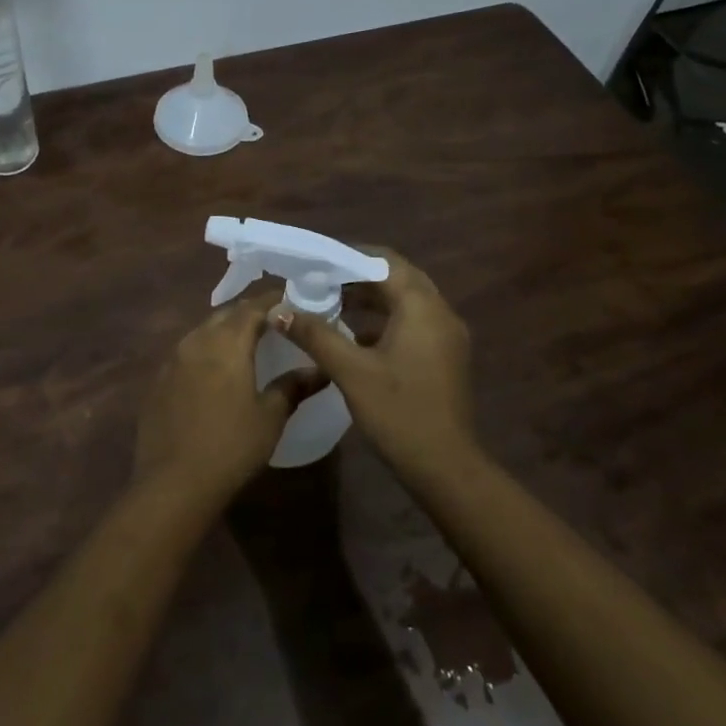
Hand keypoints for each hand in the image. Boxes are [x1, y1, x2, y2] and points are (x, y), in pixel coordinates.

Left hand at [134, 296, 322, 506]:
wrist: (173, 484)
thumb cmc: (231, 447)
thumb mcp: (270, 417)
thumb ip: (293, 386)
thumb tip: (320, 369)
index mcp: (226, 342)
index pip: (252, 307)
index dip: (273, 301)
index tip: (291, 302)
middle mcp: (196, 341)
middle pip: (226, 315)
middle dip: (249, 313)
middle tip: (273, 322)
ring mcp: (172, 360)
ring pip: (203, 331)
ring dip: (225, 331)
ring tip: (246, 344)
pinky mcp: (159, 380)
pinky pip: (187, 353)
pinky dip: (206, 352)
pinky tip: (215, 372)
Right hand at [271, 248, 477, 487]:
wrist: (446, 468)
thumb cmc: (399, 413)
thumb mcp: (351, 372)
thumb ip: (315, 336)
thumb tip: (279, 311)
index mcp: (422, 307)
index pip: (385, 262)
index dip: (350, 257)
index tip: (317, 263)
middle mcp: (440, 312)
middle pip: (397, 278)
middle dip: (358, 277)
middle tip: (320, 281)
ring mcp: (447, 336)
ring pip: (406, 301)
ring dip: (371, 299)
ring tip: (331, 303)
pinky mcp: (445, 356)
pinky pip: (413, 323)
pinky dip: (385, 320)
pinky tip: (355, 336)